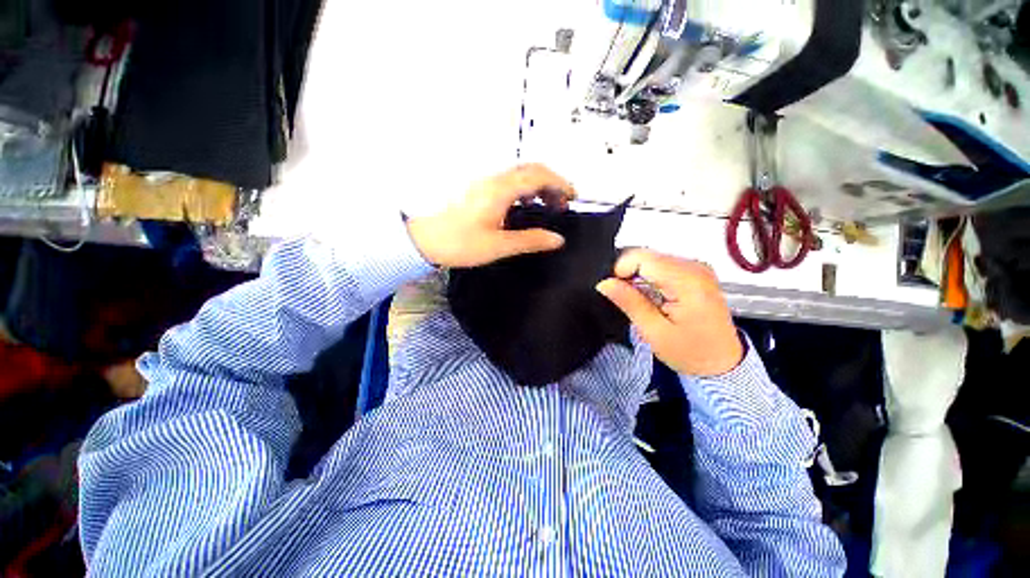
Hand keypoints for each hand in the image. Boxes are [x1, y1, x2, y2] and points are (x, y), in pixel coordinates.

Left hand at [406, 164, 576, 267]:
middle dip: (551, 183)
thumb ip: (530, 240)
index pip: (538, 175)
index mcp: (500, 190)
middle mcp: (493, 179)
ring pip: (518, 174)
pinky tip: (522, 205)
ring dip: (537, 185)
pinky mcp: (477, 188)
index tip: (573, 197)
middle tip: (561, 204)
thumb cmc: (459, 244)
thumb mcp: (498, 246)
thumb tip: (558, 239)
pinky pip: (507, 181)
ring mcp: (483, 181)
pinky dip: (522, 189)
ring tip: (545, 206)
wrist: (422, 240)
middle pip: (530, 170)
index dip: (560, 183)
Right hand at [596, 249, 743, 376]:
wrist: (722, 364)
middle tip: (627, 300)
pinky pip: (662, 266)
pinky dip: (649, 279)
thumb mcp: (653, 331)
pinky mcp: (695, 273)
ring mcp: (697, 268)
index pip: (642, 257)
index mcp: (687, 281)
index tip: (614, 290)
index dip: (620, 270)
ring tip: (641, 302)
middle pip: (647, 256)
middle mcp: (695, 267)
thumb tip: (604, 283)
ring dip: (638, 278)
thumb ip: (629, 302)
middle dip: (629, 274)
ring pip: (652, 260)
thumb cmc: (691, 353)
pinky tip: (652, 298)